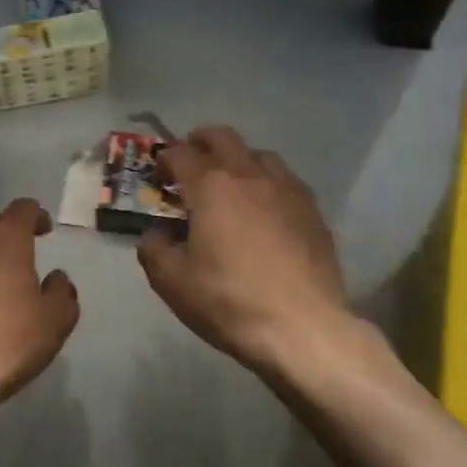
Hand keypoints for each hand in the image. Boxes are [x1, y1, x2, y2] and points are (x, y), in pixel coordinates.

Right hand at [139, 127, 351, 378]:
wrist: (303, 328)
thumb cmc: (229, 302)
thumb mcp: (172, 282)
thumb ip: (153, 250)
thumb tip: (156, 235)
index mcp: (211, 187)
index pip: (181, 154)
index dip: (165, 159)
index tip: (158, 174)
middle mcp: (250, 176)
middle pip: (223, 138)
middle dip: (201, 142)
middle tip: (189, 161)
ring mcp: (287, 190)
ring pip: (259, 155)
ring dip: (238, 159)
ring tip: (230, 184)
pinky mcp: (313, 211)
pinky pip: (285, 181)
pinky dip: (267, 183)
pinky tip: (264, 210)